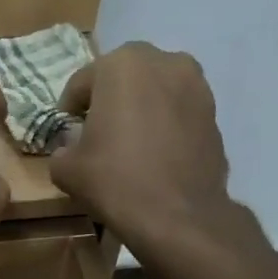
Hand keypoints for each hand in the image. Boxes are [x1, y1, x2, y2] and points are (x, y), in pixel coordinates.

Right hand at [48, 43, 261, 260]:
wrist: (177, 215)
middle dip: (109, 97)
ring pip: (156, 89)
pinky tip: (155, 152)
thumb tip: (71, 149)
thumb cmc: (115, 180)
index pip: (83, 80)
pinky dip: (165, 122)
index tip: (66, 129)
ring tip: (129, 139)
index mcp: (122, 65)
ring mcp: (196, 85)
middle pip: (124, 75)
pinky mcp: (214, 113)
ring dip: (141, 105)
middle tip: (97, 128)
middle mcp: (164, 62)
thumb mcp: (66, 169)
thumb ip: (63, 149)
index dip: (70, 107)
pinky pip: (178, 110)